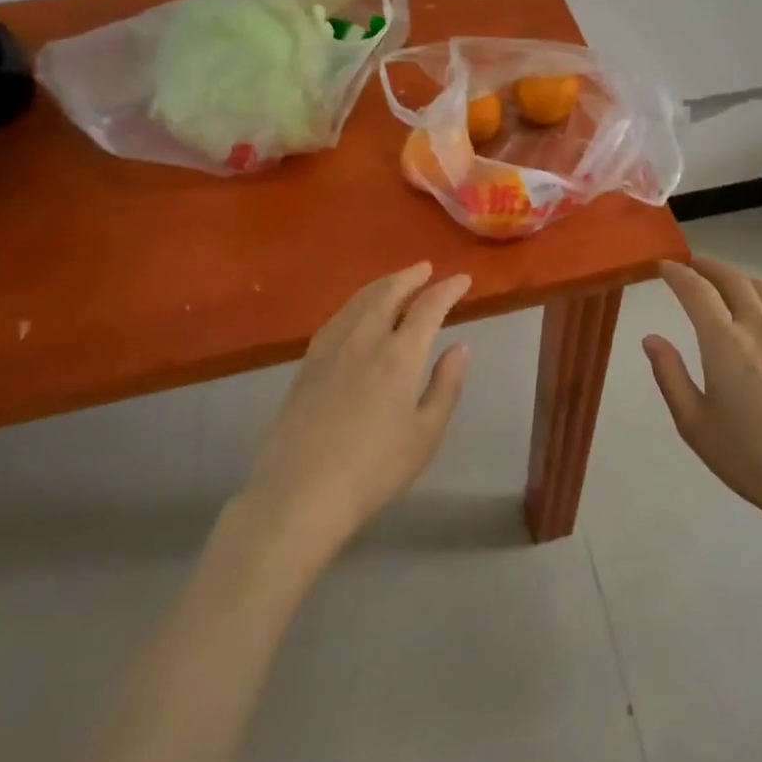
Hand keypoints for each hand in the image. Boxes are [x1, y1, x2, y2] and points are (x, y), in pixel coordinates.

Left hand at [243, 263, 471, 557]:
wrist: (299, 494)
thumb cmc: (373, 470)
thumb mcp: (426, 435)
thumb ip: (446, 386)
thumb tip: (460, 346)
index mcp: (399, 355)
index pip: (428, 307)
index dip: (447, 289)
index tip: (462, 279)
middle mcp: (365, 339)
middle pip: (388, 293)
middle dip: (410, 277)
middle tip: (426, 268)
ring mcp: (331, 348)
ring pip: (359, 300)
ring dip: (382, 284)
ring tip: (396, 280)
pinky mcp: (307, 364)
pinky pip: (337, 317)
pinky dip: (355, 302)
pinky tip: (356, 310)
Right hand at [644, 258, 761, 530]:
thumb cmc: (749, 457)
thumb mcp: (694, 424)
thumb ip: (670, 375)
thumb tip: (652, 338)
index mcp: (723, 342)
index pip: (696, 291)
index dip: (677, 273)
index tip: (664, 267)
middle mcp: (757, 327)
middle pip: (731, 280)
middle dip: (707, 267)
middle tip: (691, 267)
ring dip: (739, 277)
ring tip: (726, 281)